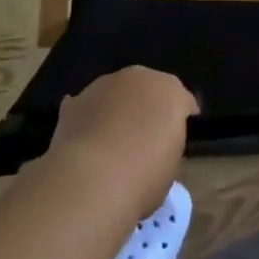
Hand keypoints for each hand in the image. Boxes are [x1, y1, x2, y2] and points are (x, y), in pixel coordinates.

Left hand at [47, 67, 197, 218]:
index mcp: (171, 91)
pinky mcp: (75, 101)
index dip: (180, 121)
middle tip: (144, 140)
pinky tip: (86, 143)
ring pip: (116, 94)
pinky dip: (89, 120)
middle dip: (147, 108)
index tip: (176, 142)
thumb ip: (168, 147)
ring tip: (111, 144)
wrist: (92, 180)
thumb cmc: (143, 178)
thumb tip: (157, 149)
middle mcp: (139, 77)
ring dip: (117, 110)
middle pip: (148, 90)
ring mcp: (104, 84)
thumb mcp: (171, 169)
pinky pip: (88, 108)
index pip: (183, 101)